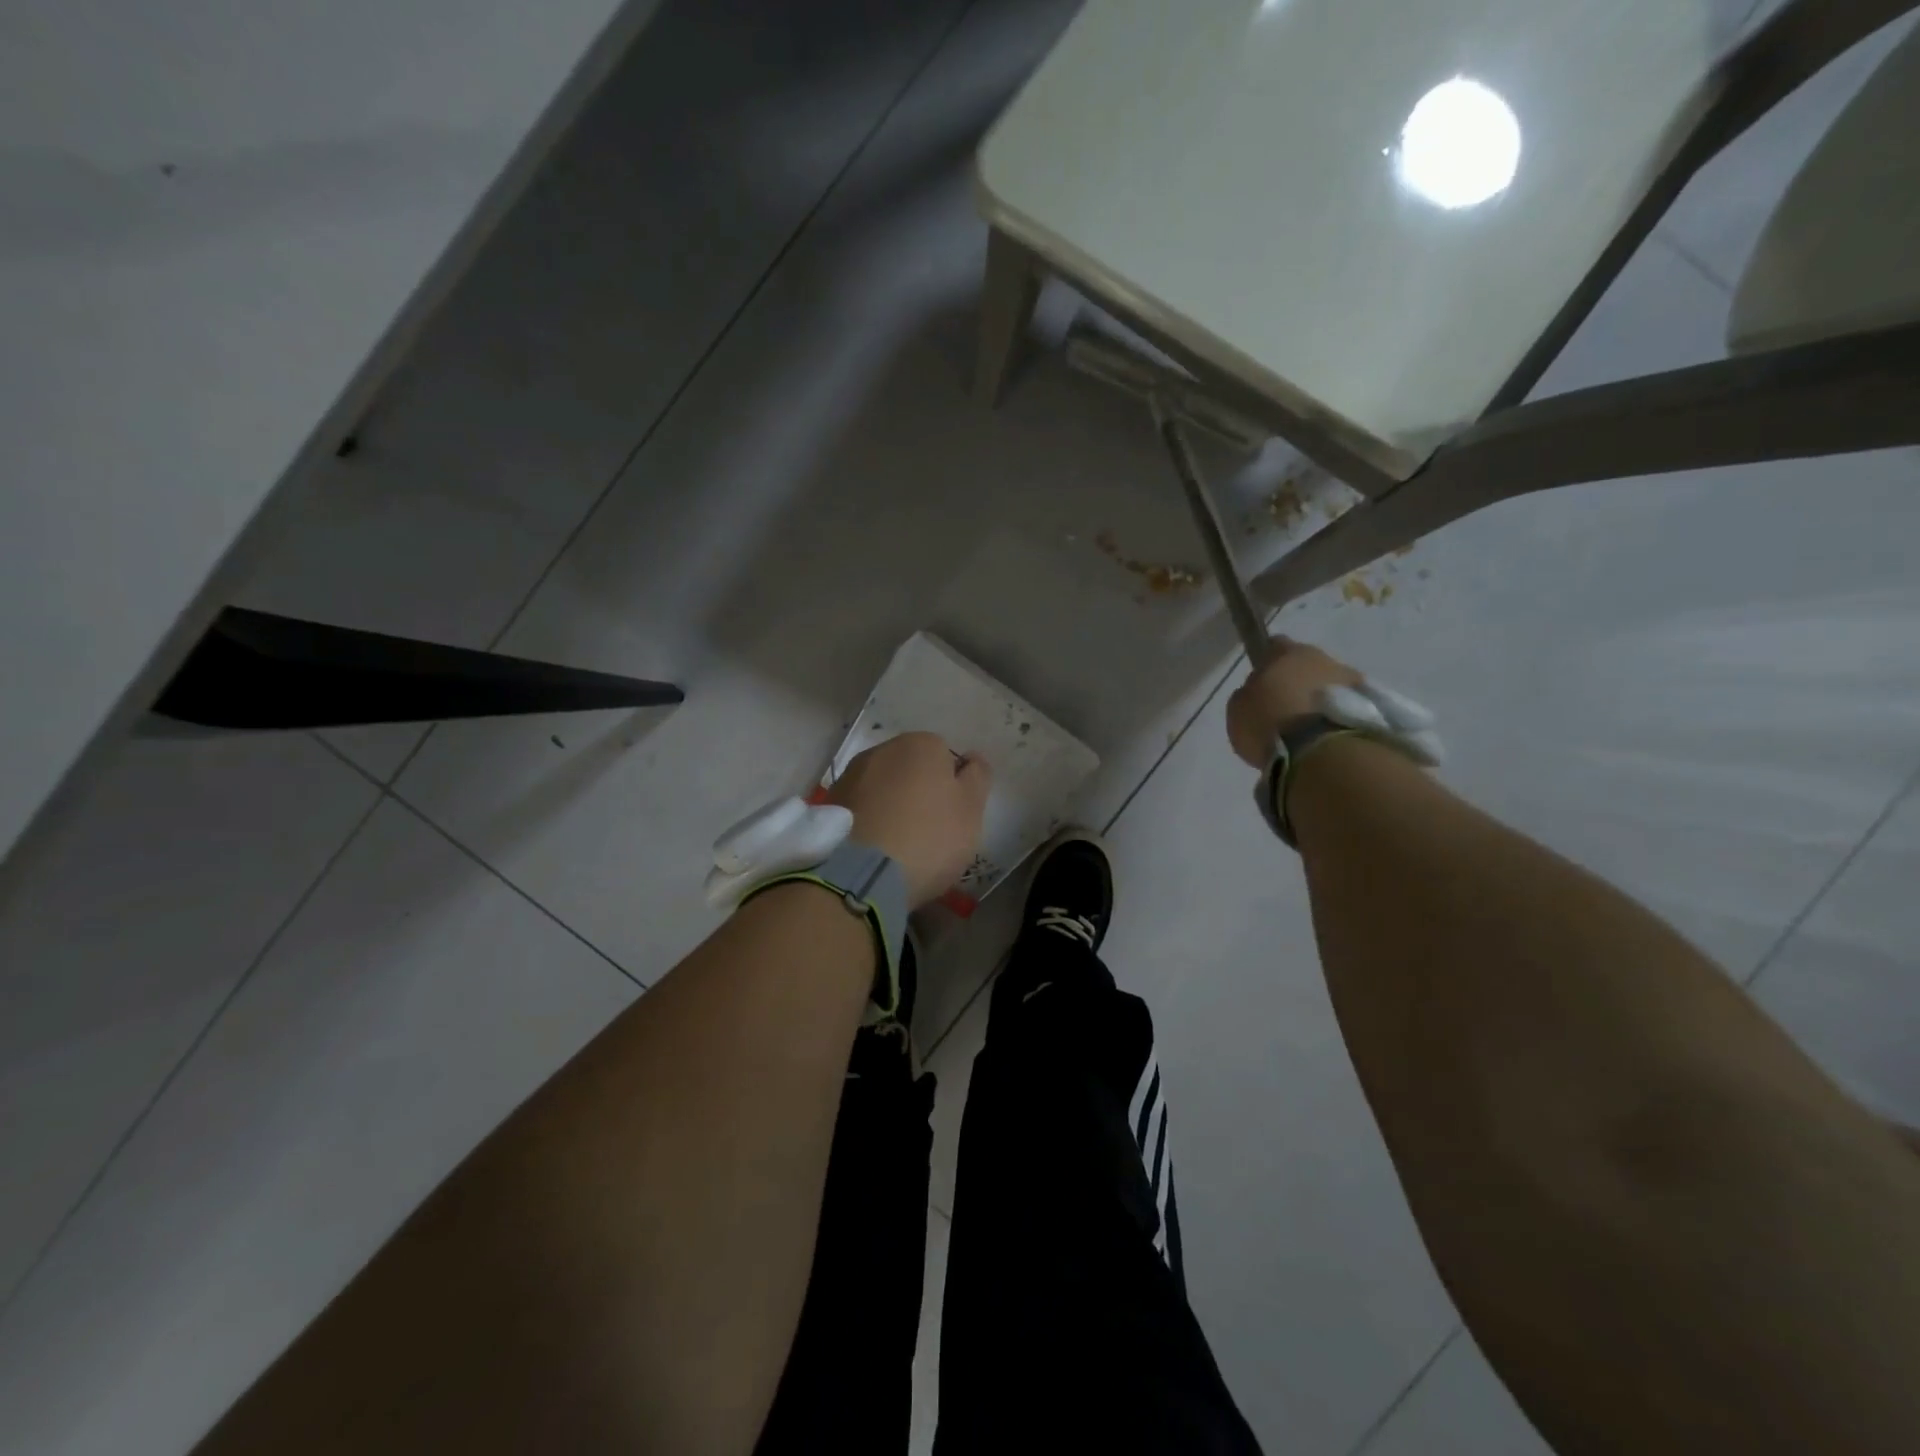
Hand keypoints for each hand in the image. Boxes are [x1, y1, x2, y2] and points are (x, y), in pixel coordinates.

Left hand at [827, 733, 991, 907]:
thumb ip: (977, 777)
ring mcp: (850, 775)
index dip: (951, 786)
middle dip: (918, 791)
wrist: (862, 874)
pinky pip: (860, 808)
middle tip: (927, 832)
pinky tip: (874, 849)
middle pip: (909, 768)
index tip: (951, 817)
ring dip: (890, 805)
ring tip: (897, 844)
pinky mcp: (829, 803)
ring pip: (882, 787)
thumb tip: (971, 758)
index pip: (944, 756)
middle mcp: (882, 750)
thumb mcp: (971, 810)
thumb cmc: (929, 838)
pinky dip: (868, 821)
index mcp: (921, 744)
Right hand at [1227, 636, 1363, 768]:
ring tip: (1308, 727)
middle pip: (1307, 664)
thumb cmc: (1271, 724)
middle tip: (1285, 708)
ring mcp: (1352, 680)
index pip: (1274, 646)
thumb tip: (1259, 692)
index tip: (1261, 682)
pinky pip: (1347, 706)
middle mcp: (1323, 658)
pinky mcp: (1373, 706)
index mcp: (1287, 653)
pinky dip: (1337, 716)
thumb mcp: (1239, 710)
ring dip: (1320, 699)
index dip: (1267, 662)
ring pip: (1330, 684)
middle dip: (1297, 681)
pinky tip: (1326, 736)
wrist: (1322, 753)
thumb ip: (1248, 695)